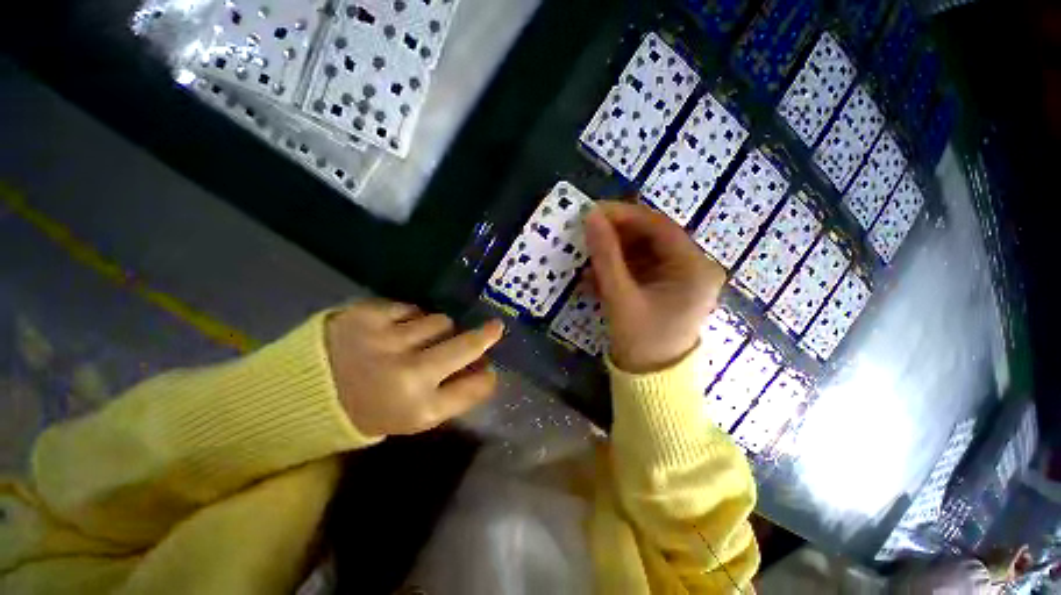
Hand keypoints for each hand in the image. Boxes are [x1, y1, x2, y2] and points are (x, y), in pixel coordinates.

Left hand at [325, 300, 504, 435]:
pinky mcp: (367, 315)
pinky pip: (410, 308)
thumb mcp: (409, 417)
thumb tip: (483, 367)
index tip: (489, 368)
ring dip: (439, 329)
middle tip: (495, 327)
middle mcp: (408, 374)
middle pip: (465, 346)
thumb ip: (450, 394)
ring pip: (440, 321)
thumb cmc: (363, 410)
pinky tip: (396, 329)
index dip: (486, 377)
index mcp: (418, 409)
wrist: (297, 395)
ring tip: (420, 338)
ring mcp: (387, 340)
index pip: (473, 388)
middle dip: (485, 336)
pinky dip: (411, 316)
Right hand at [585, 201, 724, 372]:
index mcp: (694, 268)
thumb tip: (591, 217)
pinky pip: (642, 268)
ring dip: (615, 253)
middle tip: (588, 233)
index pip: (659, 226)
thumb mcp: (620, 296)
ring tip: (588, 259)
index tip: (594, 212)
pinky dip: (619, 269)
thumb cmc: (641, 340)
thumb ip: (605, 255)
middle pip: (652, 237)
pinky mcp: (668, 288)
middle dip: (617, 235)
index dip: (624, 216)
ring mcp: (682, 278)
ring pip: (645, 252)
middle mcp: (694, 268)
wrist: (650, 381)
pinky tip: (597, 276)